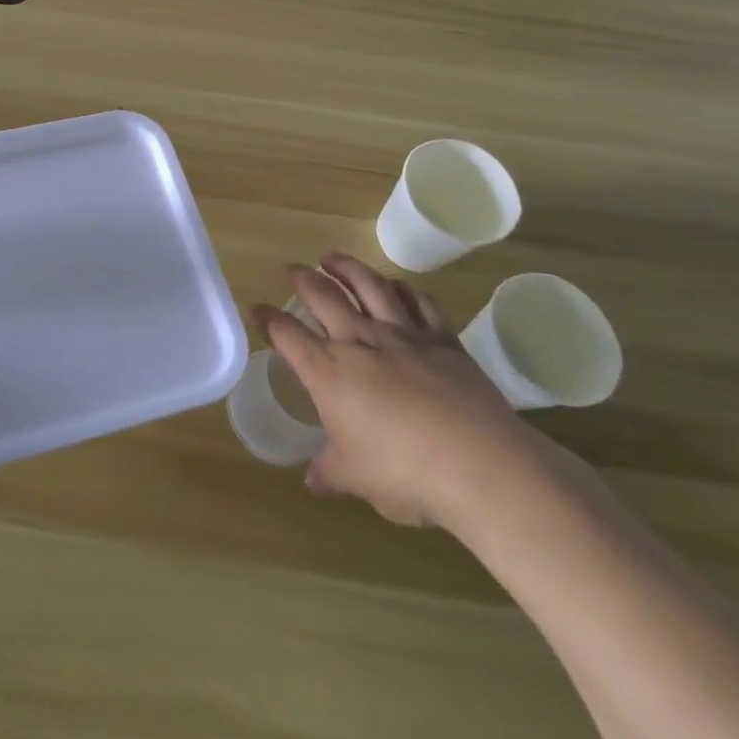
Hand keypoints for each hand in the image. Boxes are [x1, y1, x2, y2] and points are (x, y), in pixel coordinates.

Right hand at [257, 253, 552, 532]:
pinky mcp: (442, 338)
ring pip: (368, 284)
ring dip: (346, 266)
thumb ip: (330, 472)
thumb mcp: (356, 479)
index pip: (287, 334)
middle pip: (323, 294)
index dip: (269, 319)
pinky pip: (418, 301)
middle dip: (302, 277)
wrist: (479, 464)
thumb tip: (313, 480)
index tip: (258, 310)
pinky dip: (402, 288)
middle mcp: (360, 340)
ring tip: (332, 257)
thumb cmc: (404, 473)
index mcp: (329, 371)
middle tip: (291, 268)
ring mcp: (403, 334)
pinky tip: (396, 286)